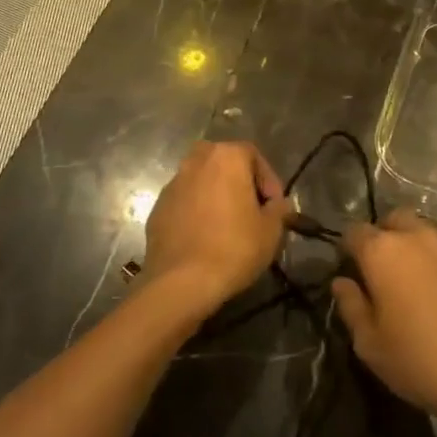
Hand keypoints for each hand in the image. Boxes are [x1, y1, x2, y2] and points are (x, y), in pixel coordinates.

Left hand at [142, 141, 288, 315]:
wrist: (182, 281)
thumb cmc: (234, 247)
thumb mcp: (271, 230)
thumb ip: (279, 209)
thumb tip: (278, 204)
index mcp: (226, 157)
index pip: (253, 155)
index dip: (268, 180)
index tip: (274, 205)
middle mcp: (196, 161)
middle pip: (223, 162)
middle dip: (238, 181)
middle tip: (250, 208)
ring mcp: (173, 184)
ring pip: (201, 181)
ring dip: (215, 195)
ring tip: (227, 224)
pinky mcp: (157, 208)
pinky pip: (184, 202)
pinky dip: (196, 212)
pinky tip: (204, 237)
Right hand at [331, 211, 436, 436]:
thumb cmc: (423, 363)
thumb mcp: (371, 346)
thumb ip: (351, 306)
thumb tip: (341, 282)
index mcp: (382, 252)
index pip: (354, 232)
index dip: (348, 249)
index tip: (351, 272)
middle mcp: (417, 236)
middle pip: (393, 221)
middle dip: (384, 238)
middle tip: (385, 274)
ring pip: (426, 234)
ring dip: (417, 250)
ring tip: (421, 286)